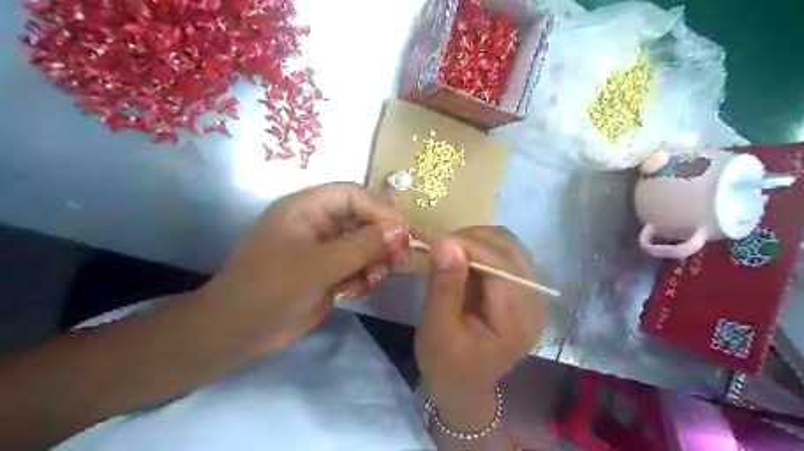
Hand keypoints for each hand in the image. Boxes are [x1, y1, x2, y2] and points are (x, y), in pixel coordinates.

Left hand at [193, 182, 408, 353]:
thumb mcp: (318, 266)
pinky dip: (364, 277)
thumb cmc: (270, 290)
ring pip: (364, 244)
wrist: (238, 333)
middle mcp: (318, 223)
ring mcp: (324, 248)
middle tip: (397, 260)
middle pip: (362, 218)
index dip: (380, 209)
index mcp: (306, 208)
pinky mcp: (329, 270)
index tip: (404, 232)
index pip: (353, 195)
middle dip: (381, 239)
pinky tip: (356, 291)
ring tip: (373, 279)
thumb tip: (402, 231)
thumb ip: (362, 246)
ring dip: (375, 260)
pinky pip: (358, 265)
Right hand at [414, 230, 546, 428]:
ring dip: (476, 240)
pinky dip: (480, 247)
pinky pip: (504, 253)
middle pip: (509, 248)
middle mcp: (534, 301)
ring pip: (508, 245)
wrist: (464, 385)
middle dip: (471, 239)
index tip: (435, 242)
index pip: (500, 265)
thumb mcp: (438, 331)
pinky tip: (462, 259)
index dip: (469, 245)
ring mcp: (531, 292)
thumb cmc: (448, 365)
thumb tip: (444, 241)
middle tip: (440, 248)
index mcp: (518, 320)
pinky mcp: (521, 288)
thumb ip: (444, 286)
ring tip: (449, 252)